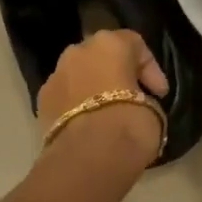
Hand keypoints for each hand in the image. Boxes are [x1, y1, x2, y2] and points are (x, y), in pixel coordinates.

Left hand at [36, 29, 168, 156]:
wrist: (87, 158)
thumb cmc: (130, 124)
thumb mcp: (154, 109)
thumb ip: (144, 98)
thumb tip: (136, 105)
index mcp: (110, 43)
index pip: (136, 45)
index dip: (151, 70)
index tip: (160, 95)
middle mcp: (78, 51)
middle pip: (103, 56)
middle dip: (118, 74)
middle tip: (134, 99)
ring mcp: (55, 75)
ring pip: (80, 75)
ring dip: (94, 89)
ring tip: (108, 115)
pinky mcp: (41, 102)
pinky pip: (66, 97)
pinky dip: (77, 107)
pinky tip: (88, 127)